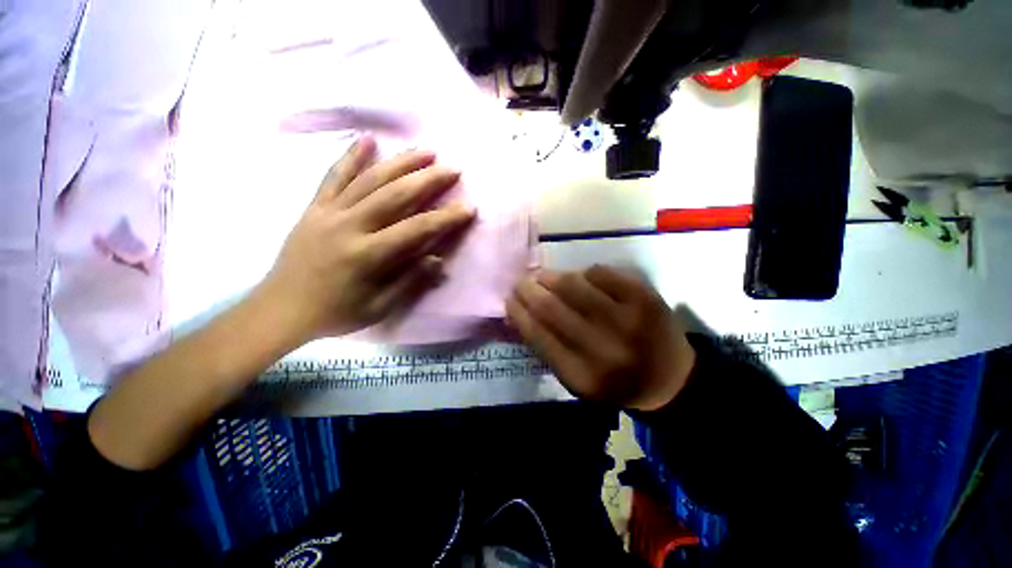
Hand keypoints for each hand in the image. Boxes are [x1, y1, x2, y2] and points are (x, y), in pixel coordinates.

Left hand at [258, 135, 475, 343]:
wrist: (280, 309)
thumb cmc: (336, 313)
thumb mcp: (379, 308)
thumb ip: (411, 281)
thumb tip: (438, 258)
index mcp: (368, 254)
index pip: (417, 229)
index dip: (446, 218)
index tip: (469, 208)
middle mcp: (350, 225)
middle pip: (396, 194)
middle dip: (428, 179)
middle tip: (453, 168)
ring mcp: (329, 212)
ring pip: (369, 179)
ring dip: (400, 162)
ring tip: (425, 150)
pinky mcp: (314, 207)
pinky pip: (334, 176)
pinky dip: (351, 155)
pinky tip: (367, 138)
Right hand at [506, 266, 695, 410]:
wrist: (670, 379)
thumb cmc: (614, 382)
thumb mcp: (574, 379)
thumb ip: (545, 348)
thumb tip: (517, 312)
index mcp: (581, 375)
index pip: (537, 333)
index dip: (518, 311)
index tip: (509, 299)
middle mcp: (602, 348)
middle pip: (550, 306)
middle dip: (528, 289)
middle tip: (522, 282)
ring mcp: (626, 318)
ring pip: (572, 284)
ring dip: (551, 276)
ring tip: (544, 277)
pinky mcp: (644, 296)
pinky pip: (600, 272)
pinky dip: (584, 273)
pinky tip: (581, 280)